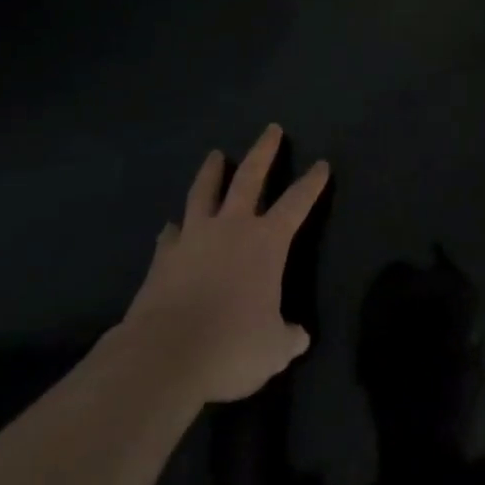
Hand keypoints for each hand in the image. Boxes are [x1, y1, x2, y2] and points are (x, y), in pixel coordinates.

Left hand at [118, 124, 328, 404]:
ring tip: (215, 155)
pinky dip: (175, 229)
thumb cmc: (231, 346)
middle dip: (264, 151)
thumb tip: (298, 336)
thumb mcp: (273, 350)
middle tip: (272, 129)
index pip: (297, 202)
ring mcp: (194, 238)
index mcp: (267, 242)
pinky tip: (172, 227)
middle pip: (250, 177)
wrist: (164, 355)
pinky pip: (171, 235)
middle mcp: (232, 227)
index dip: (312, 183)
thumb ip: (287, 337)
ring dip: (212, 172)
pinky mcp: (163, 258)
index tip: (321, 164)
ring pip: (204, 192)